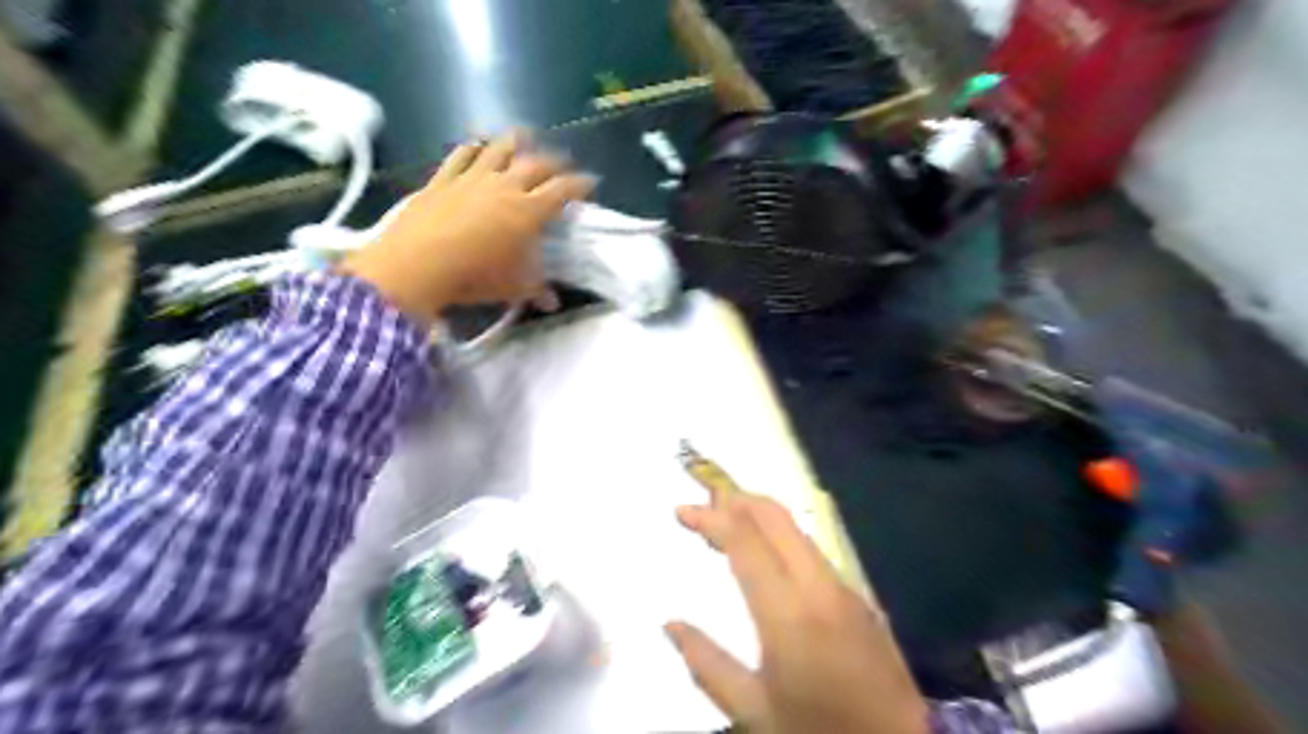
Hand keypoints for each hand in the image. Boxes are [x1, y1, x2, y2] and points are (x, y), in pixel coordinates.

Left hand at [344, 133, 595, 320]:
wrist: (419, 265)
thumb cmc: (475, 277)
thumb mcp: (513, 287)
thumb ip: (536, 290)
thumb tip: (553, 304)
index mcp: (528, 211)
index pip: (563, 190)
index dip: (580, 184)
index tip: (591, 181)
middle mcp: (505, 187)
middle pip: (536, 164)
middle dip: (555, 161)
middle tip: (563, 164)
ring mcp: (472, 178)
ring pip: (499, 149)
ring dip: (516, 141)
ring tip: (525, 136)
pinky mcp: (443, 180)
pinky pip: (461, 156)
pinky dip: (473, 148)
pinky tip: (477, 145)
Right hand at [667, 494, 929, 733]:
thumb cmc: (820, 732)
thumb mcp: (755, 711)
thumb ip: (707, 664)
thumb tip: (670, 625)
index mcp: (788, 613)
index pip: (744, 541)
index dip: (710, 518)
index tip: (681, 512)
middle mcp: (818, 586)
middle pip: (775, 518)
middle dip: (737, 499)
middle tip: (705, 499)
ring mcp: (844, 587)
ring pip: (796, 530)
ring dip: (759, 515)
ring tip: (728, 517)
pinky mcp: (859, 596)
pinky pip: (812, 551)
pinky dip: (781, 536)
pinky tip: (766, 551)